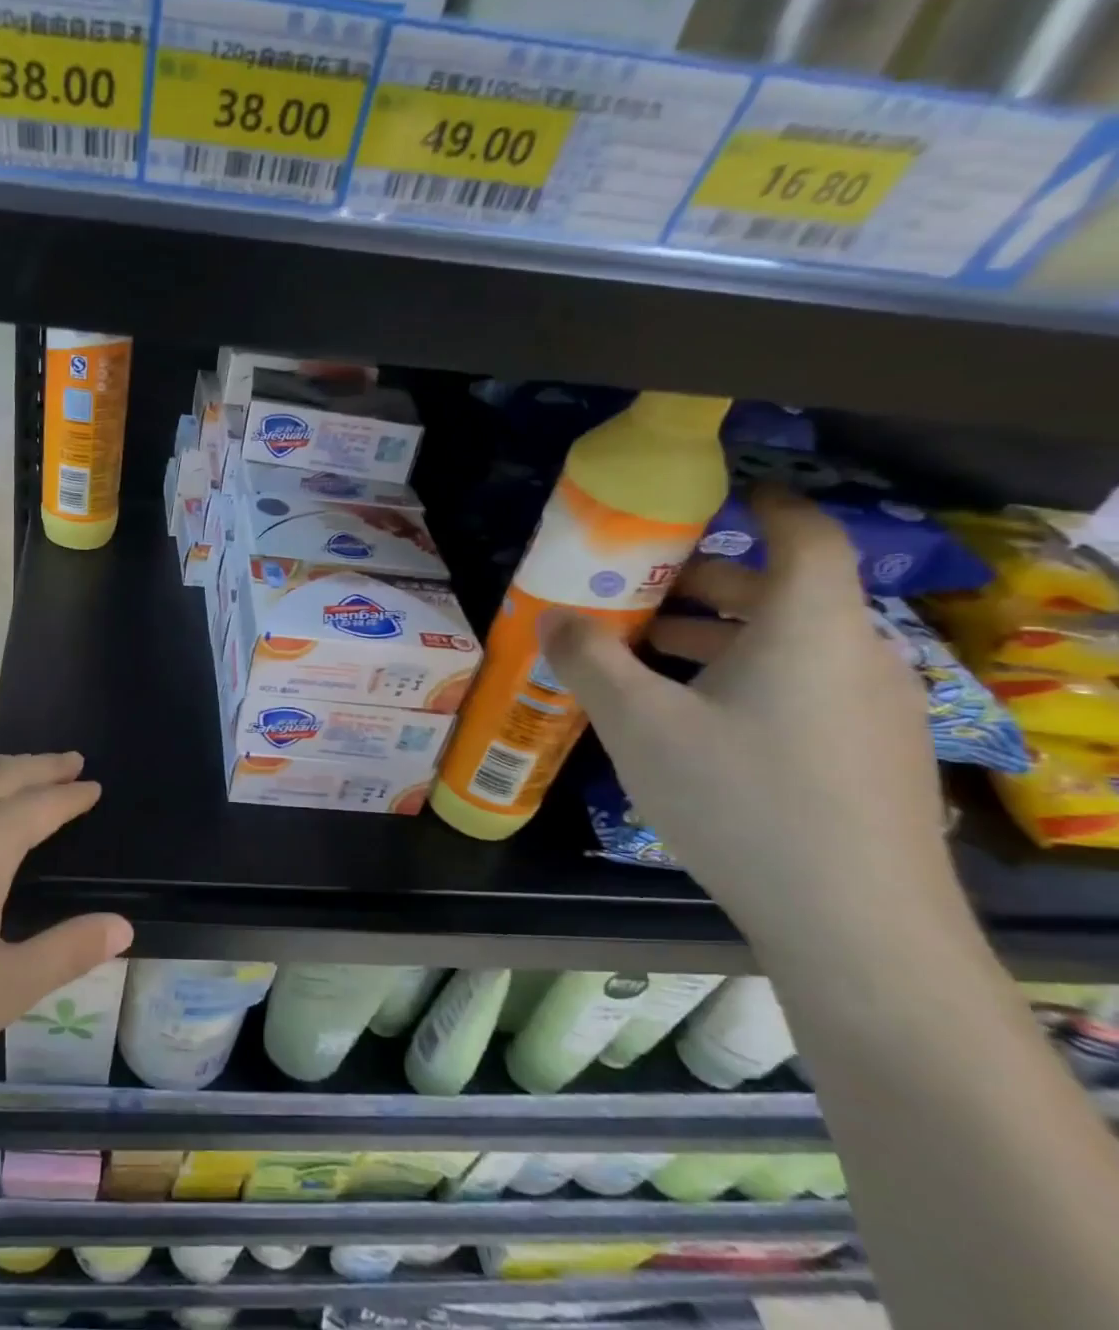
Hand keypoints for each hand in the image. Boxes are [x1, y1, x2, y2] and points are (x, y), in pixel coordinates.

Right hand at [541, 491, 956, 956]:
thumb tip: (552, 615)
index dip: (764, 505)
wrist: (856, 927)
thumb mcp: (639, 723)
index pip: (803, 533)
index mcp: (807, 626)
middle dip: (705, 582)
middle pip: (783, 591)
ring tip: (645, 656)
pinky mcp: (871, 756)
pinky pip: (802, 687)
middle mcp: (854, 654)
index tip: (715, 499)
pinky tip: (691, 719)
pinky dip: (744, 678)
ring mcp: (873, 709)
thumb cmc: (740, 798)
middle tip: (636, 592)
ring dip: (716, 636)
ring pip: (788, 645)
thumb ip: (589, 659)